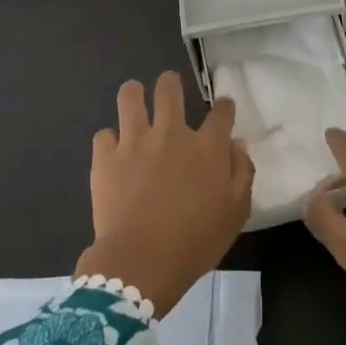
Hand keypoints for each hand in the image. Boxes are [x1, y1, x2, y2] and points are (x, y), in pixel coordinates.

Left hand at [76, 72, 253, 314]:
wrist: (141, 262)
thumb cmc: (195, 242)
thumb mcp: (235, 213)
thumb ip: (241, 173)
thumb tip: (236, 146)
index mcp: (207, 147)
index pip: (221, 112)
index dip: (224, 106)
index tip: (223, 108)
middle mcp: (171, 133)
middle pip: (170, 89)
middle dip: (171, 82)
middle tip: (170, 86)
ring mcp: (134, 142)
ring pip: (130, 97)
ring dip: (134, 93)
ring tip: (134, 96)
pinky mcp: (105, 157)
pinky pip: (103, 134)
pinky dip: (109, 139)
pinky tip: (113, 149)